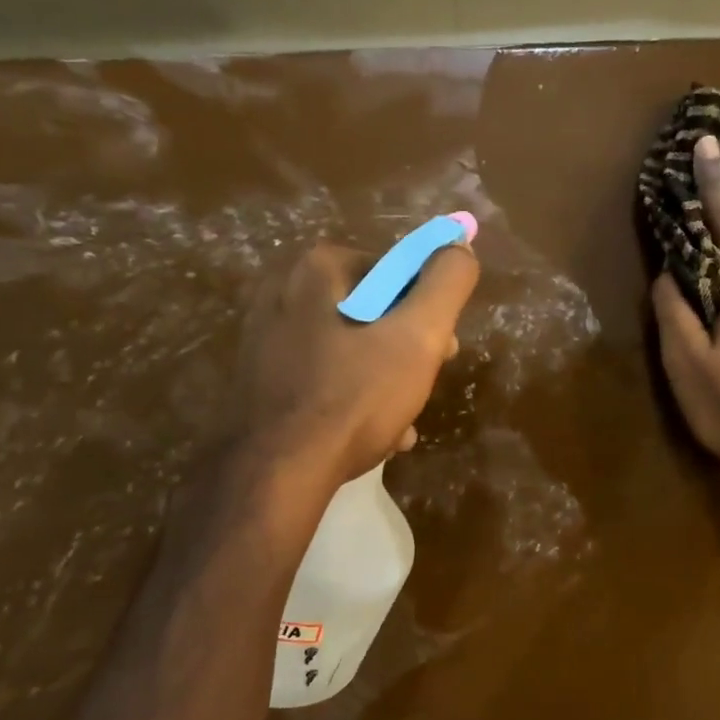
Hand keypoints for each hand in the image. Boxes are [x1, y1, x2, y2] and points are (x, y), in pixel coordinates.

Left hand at [231, 240, 478, 486]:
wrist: (275, 472)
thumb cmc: (354, 397)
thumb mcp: (418, 336)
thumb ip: (447, 283)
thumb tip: (459, 247)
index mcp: (318, 268)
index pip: (398, 272)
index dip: (430, 311)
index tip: (444, 351)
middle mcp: (282, 290)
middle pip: (373, 311)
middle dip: (408, 350)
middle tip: (423, 387)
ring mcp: (265, 336)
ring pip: (350, 348)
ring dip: (385, 381)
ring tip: (402, 422)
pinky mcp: (259, 377)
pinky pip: (322, 376)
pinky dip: (351, 398)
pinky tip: (372, 435)